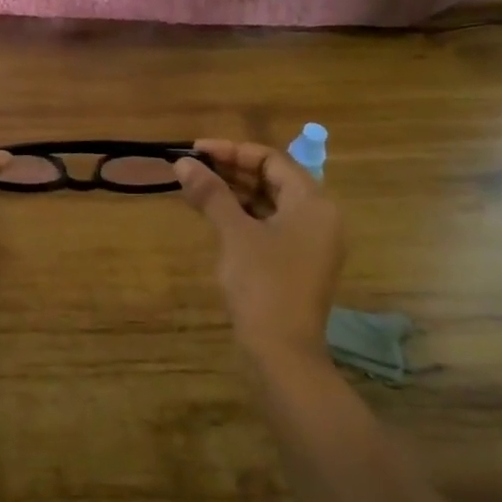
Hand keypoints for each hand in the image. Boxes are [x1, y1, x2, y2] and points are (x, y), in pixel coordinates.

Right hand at [175, 140, 345, 365]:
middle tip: (192, 166)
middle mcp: (319, 217)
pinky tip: (213, 214)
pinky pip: (270, 224)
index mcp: (313, 203)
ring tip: (196, 186)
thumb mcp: (234, 233)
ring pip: (270, 203)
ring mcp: (310, 242)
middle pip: (273, 179)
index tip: (196, 150)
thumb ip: (211, 194)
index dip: (232, 150)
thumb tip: (182, 162)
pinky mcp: (297, 262)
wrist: (282, 351)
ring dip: (234, 192)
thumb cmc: (262, 284)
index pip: (272, 160)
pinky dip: (243, 215)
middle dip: (232, 170)